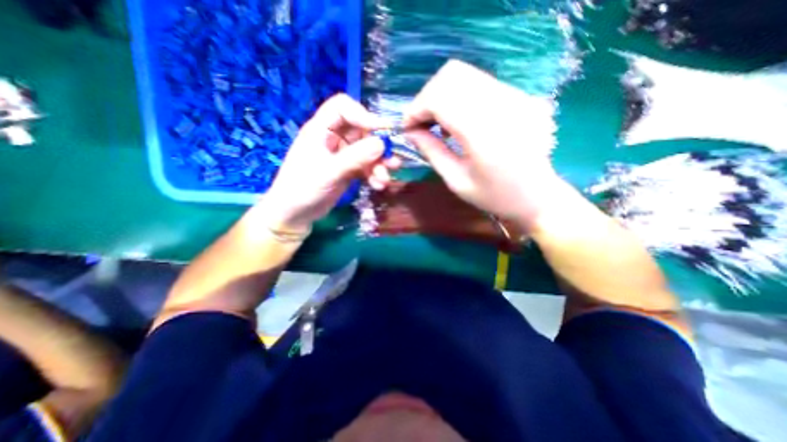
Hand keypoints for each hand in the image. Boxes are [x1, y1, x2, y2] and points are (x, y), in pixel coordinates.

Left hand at [262, 93, 400, 230]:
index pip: (342, 107)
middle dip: (378, 146)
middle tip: (391, 160)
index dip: (362, 114)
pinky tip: (378, 185)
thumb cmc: (303, 189)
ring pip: (368, 151)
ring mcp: (343, 155)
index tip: (381, 131)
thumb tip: (381, 143)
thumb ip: (354, 158)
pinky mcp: (349, 170)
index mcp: (321, 130)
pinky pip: (367, 167)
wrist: (295, 214)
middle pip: (362, 131)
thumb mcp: (328, 172)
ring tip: (384, 179)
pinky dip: (374, 175)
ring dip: (379, 164)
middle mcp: (334, 139)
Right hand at [402, 59, 562, 227]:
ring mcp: (514, 95)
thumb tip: (410, 132)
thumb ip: (431, 152)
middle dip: (427, 98)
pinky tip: (458, 121)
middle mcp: (500, 104)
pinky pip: (478, 83)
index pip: (440, 97)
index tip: (407, 127)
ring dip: (441, 95)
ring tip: (438, 123)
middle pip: (450, 76)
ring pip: (464, 74)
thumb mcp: (457, 181)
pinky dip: (458, 96)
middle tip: (421, 124)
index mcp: (483, 132)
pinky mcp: (518, 95)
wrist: (537, 195)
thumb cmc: (495, 196)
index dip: (416, 109)